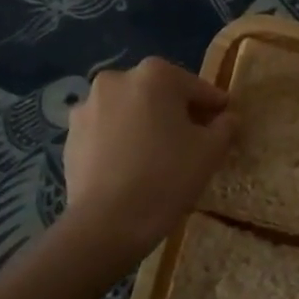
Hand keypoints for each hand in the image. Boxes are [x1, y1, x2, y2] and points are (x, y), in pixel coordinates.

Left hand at [61, 58, 235, 263]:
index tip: (225, 123)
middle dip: (176, 113)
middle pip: (159, 94)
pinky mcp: (70, 134)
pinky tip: (131, 167)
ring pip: (130, 111)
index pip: (196, 88)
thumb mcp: (210, 151)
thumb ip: (225, 126)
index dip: (214, 107)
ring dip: (145, 124)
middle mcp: (117, 79)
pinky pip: (106, 131)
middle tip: (193, 141)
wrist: (107, 223)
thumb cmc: (167, 177)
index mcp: (155, 75)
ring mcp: (88, 106)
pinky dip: (121, 140)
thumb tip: (228, 117)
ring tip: (158, 156)